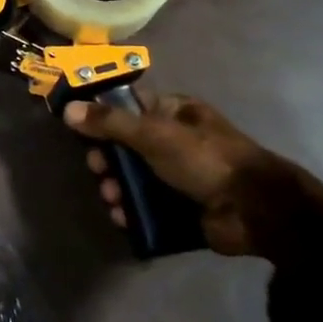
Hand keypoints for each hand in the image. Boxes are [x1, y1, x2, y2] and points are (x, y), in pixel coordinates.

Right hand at [62, 92, 322, 258]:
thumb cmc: (204, 159)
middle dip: (107, 158)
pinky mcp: (181, 207)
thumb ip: (110, 122)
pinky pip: (147, 205)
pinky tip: (122, 216)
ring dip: (115, 186)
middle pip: (127, 144)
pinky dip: (131, 210)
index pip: (129, 105)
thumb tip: (68, 109)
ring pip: (134, 177)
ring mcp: (179, 175)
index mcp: (174, 112)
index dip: (103, 115)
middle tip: (97, 169)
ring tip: (111, 198)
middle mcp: (175, 140)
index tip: (79, 127)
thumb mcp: (154, 133)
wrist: (254, 210)